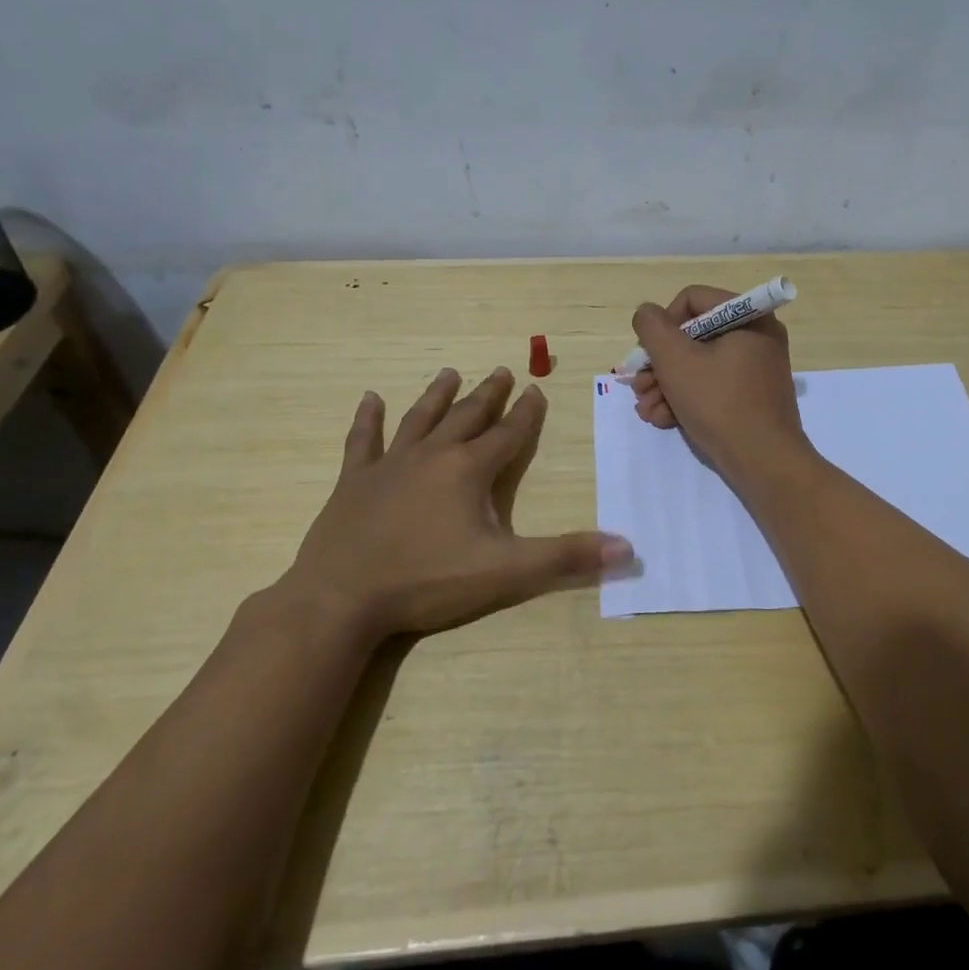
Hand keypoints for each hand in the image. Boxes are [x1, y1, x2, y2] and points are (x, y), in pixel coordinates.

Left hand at [280, 367, 630, 639]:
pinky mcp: (353, 481)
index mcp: (469, 471)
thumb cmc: (427, 581)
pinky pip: (362, 441)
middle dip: (488, 394)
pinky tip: (369, 399)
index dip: (526, 414)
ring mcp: (389, 465)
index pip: (508, 434)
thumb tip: (627, 549)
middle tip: (502, 370)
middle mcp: (432, 455)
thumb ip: (566, 557)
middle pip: (467, 416)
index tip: (537, 390)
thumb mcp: (506, 571)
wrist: (341, 598)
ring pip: (419, 418)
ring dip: (437, 395)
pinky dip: (367, 419)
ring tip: (449, 373)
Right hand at [629, 287, 810, 485]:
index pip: (692, 300)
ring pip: (698, 365)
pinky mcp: (751, 397)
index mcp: (748, 317)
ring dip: (666, 386)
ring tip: (647, 411)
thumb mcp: (676, 360)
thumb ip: (653, 328)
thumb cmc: (720, 404)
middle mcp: (756, 336)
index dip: (663, 325)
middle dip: (659, 364)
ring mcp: (755, 369)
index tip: (649, 355)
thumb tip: (647, 313)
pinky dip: (686, 400)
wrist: (764, 463)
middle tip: (638, 388)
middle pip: (692, 336)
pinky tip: (664, 420)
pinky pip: (713, 386)